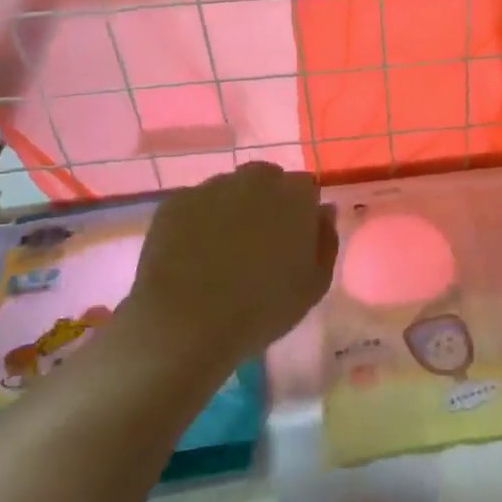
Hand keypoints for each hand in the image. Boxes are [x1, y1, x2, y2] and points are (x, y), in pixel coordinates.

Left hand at [122, 163, 336, 380]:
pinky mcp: (175, 202)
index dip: (302, 211)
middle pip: (267, 180)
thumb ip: (326, 240)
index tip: (296, 239)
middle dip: (268, 202)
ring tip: (224, 250)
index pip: (306, 188)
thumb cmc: (261, 308)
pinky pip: (196, 204)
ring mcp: (210, 187)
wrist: (184, 321)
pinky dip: (200, 220)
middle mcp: (254, 180)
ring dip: (233, 209)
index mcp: (295, 196)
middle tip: (261, 242)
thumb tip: (322, 211)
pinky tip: (194, 253)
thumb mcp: (314, 285)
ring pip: (230, 189)